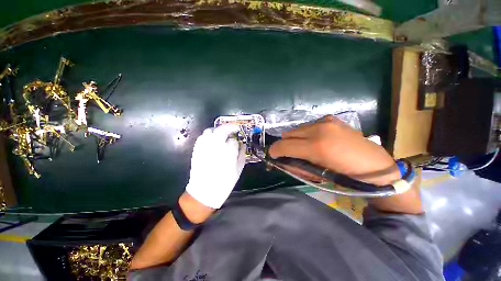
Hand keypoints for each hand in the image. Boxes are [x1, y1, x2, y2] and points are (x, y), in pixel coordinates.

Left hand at [185, 125, 245, 208]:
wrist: (204, 192)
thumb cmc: (224, 182)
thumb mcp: (238, 170)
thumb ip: (241, 155)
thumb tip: (242, 145)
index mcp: (228, 152)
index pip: (233, 140)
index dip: (236, 141)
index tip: (237, 143)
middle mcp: (216, 146)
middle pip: (222, 129)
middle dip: (229, 127)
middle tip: (233, 129)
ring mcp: (205, 147)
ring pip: (210, 131)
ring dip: (217, 130)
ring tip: (222, 134)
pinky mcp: (197, 149)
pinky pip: (201, 137)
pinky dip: (208, 136)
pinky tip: (211, 140)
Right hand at [269, 115, 399, 185]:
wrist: (375, 166)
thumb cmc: (345, 177)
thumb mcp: (316, 176)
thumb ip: (296, 166)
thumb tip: (281, 160)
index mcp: (316, 147)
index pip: (284, 145)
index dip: (275, 151)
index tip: (273, 155)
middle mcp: (319, 129)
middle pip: (288, 134)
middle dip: (285, 145)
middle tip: (290, 154)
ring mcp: (326, 121)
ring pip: (297, 129)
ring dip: (295, 139)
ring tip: (304, 148)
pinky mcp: (330, 119)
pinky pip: (308, 125)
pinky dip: (306, 133)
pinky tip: (315, 140)